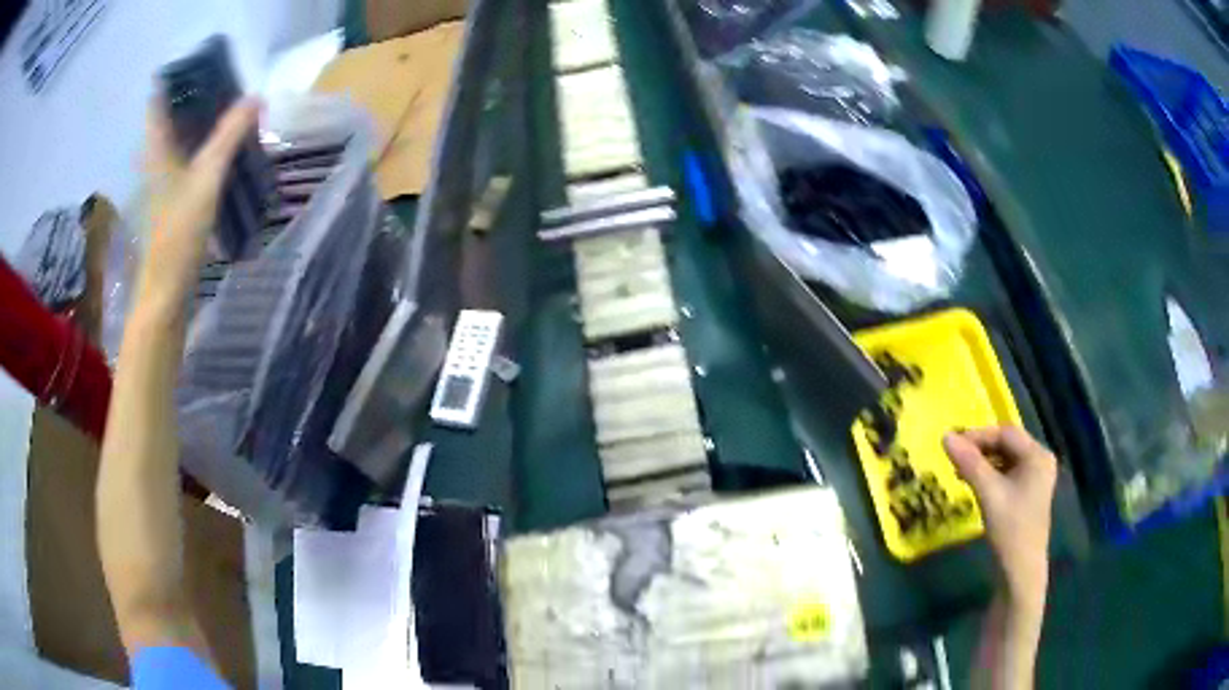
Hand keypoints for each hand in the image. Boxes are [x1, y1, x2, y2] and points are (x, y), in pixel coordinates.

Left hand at [137, 96, 259, 317]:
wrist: (166, 290)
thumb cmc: (178, 232)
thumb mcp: (207, 177)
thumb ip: (229, 136)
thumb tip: (255, 97)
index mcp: (156, 148)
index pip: (158, 100)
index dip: (177, 77)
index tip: (203, 61)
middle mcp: (156, 159)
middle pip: (172, 115)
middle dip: (196, 95)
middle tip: (227, 79)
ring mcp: (163, 180)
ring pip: (181, 137)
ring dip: (202, 121)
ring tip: (231, 107)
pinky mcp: (173, 198)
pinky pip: (189, 158)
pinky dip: (205, 146)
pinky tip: (225, 146)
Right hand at [943, 426, 1056, 612]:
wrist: (1020, 570)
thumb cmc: (1010, 529)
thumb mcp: (989, 494)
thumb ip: (969, 463)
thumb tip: (945, 436)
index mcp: (1038, 455)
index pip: (1006, 433)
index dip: (979, 435)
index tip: (953, 443)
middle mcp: (1040, 460)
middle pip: (1007, 444)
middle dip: (981, 448)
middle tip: (955, 457)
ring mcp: (1036, 477)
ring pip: (1006, 458)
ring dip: (983, 461)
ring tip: (961, 471)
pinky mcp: (1028, 492)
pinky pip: (1008, 473)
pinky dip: (990, 474)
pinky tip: (975, 484)